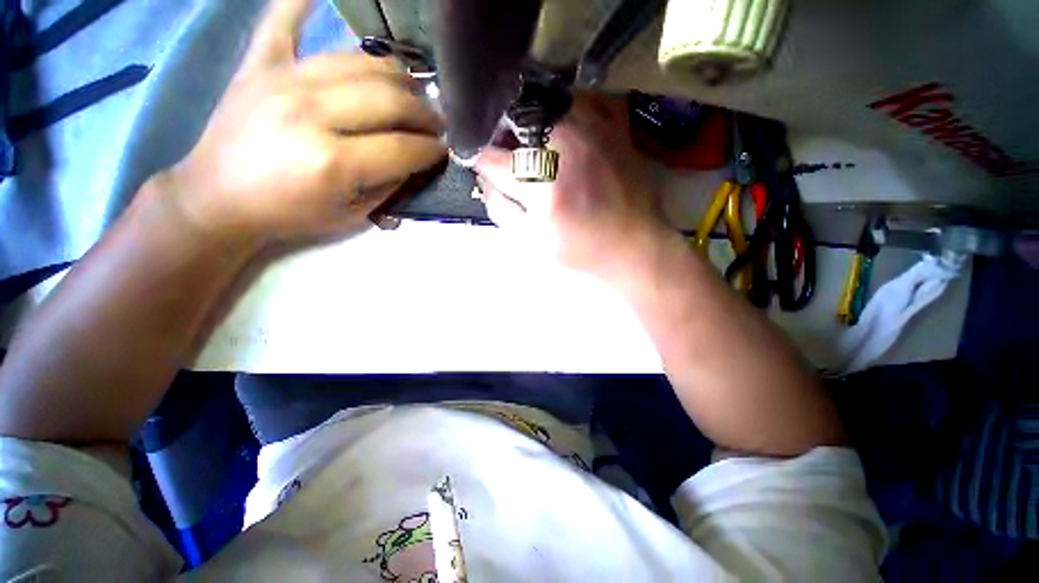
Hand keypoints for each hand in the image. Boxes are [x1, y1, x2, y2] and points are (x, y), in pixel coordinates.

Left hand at [166, 0, 445, 244]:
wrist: (218, 198)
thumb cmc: (289, 214)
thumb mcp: (351, 216)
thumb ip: (389, 186)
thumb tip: (416, 161)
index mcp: (333, 162)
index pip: (403, 147)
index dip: (432, 150)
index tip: (444, 151)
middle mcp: (311, 112)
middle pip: (389, 100)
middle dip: (425, 113)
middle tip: (437, 123)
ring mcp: (283, 79)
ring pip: (360, 62)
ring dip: (398, 75)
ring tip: (413, 90)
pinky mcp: (259, 64)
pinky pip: (284, 19)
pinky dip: (303, 1)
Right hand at [474, 92, 670, 281]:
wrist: (634, 246)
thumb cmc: (580, 250)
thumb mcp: (531, 242)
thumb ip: (499, 208)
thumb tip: (485, 177)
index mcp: (543, 182)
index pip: (491, 158)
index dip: (479, 162)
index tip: (480, 166)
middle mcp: (567, 144)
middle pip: (514, 120)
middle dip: (500, 136)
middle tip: (505, 156)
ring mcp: (594, 127)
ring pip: (543, 101)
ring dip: (528, 122)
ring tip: (531, 147)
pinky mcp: (614, 125)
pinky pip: (581, 97)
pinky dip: (563, 108)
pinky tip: (561, 130)